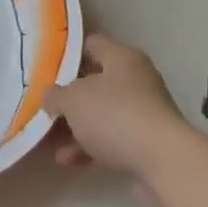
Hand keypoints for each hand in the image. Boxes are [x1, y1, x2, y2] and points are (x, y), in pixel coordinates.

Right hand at [43, 34, 190, 182]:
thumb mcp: (75, 100)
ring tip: (48, 140)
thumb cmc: (116, 116)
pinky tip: (67, 160)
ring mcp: (142, 111)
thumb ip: (57, 95)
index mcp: (122, 57)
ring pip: (101, 113)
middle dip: (69, 97)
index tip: (44, 68)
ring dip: (76, 126)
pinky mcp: (145, 141)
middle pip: (95, 81)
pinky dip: (89, 146)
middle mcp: (136, 79)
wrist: (163, 161)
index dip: (67, 54)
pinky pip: (111, 138)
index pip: (92, 44)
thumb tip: (49, 95)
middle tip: (44, 106)